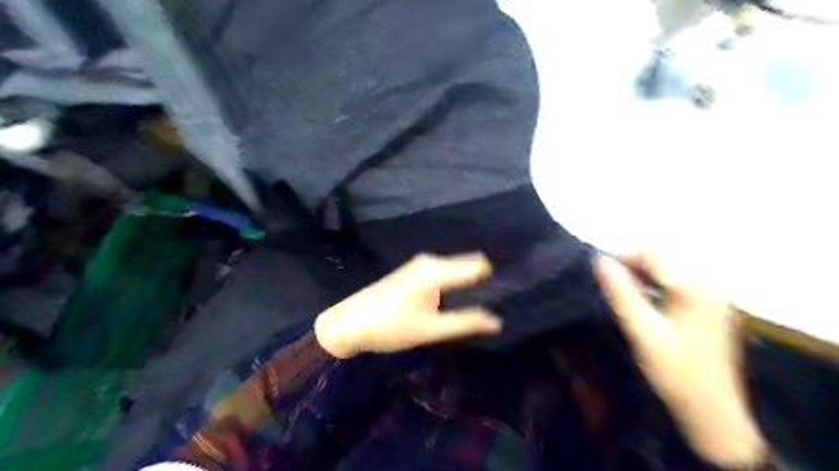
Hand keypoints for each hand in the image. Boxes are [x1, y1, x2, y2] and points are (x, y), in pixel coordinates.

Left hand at [312, 255, 497, 357]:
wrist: (349, 323)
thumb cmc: (390, 326)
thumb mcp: (430, 329)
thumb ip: (465, 322)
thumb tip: (497, 320)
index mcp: (436, 271)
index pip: (478, 265)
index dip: (494, 278)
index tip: (506, 296)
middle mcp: (431, 261)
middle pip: (468, 263)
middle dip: (483, 281)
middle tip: (493, 304)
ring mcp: (420, 264)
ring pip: (456, 268)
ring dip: (468, 283)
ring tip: (477, 306)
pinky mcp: (414, 271)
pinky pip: (445, 271)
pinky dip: (455, 282)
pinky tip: (454, 301)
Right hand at [593, 252, 765, 464]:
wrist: (711, 411)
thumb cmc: (673, 370)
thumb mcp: (641, 330)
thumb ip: (621, 293)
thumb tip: (600, 261)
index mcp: (694, 289)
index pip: (655, 255)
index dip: (624, 256)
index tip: (601, 269)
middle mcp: (710, 287)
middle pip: (668, 259)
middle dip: (636, 263)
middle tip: (612, 280)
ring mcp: (716, 298)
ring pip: (675, 270)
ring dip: (648, 273)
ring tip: (626, 287)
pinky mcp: (715, 310)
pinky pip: (685, 283)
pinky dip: (662, 283)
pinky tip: (650, 298)